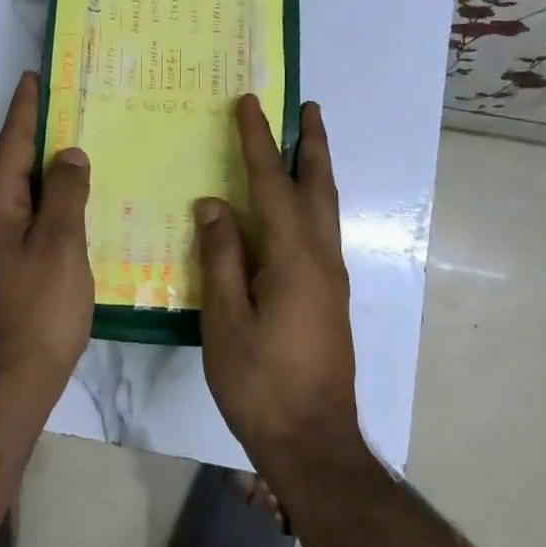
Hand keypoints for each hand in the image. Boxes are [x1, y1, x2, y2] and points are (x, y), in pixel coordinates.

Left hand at [0, 71, 94, 402]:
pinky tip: (72, 208)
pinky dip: (48, 204)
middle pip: (13, 167)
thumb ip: (66, 195)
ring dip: (44, 172)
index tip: (35, 77)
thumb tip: (69, 155)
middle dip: (37, 136)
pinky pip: (26, 222)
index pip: (12, 145)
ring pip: (21, 196)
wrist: (9, 382)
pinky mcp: (1, 271)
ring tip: (75, 151)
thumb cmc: (39, 310)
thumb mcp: (61, 246)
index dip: (26, 110)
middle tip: (67, 108)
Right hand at [195, 96, 359, 468]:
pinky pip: (321, 231)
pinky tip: (295, 209)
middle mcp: (322, 258)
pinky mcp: (330, 297)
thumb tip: (214, 204)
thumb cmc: (261, 382)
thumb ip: (221, 257)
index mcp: (295, 258)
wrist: (313, 442)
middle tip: (309, 106)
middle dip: (312, 144)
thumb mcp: (226, 321)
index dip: (258, 142)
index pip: (273, 184)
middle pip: (318, 187)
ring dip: (316, 169)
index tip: (249, 104)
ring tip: (305, 142)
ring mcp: (331, 278)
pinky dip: (311, 201)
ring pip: (326, 208)